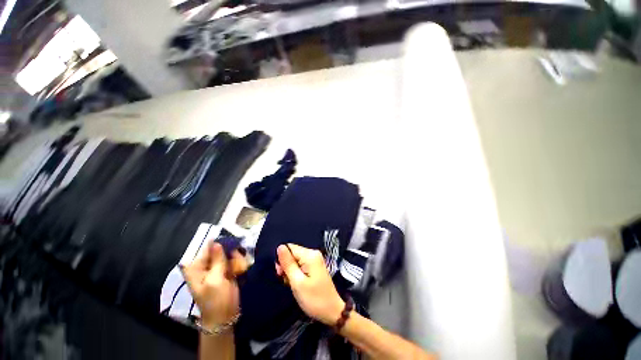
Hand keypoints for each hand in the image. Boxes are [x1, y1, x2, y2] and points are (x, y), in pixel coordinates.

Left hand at [181, 242, 246, 327]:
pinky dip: (237, 261)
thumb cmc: (216, 300)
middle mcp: (204, 266)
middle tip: (236, 258)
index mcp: (196, 268)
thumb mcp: (215, 280)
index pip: (206, 248)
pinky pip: (231, 260)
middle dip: (229, 250)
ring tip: (237, 268)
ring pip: (226, 254)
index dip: (218, 242)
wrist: (224, 317)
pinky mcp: (224, 272)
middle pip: (217, 249)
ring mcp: (215, 269)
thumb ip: (216, 260)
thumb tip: (217, 242)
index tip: (231, 238)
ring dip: (234, 257)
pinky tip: (239, 269)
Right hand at [276, 244, 344, 324]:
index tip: (281, 274)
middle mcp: (313, 253)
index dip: (282, 259)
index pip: (290, 248)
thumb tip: (280, 247)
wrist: (332, 311)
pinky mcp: (315, 266)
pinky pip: (301, 265)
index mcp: (310, 255)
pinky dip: (297, 273)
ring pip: (296, 260)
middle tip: (287, 281)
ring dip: (291, 271)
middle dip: (286, 266)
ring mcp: (315, 260)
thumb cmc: (314, 298)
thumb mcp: (297, 282)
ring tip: (293, 284)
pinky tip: (298, 283)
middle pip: (293, 253)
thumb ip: (288, 264)